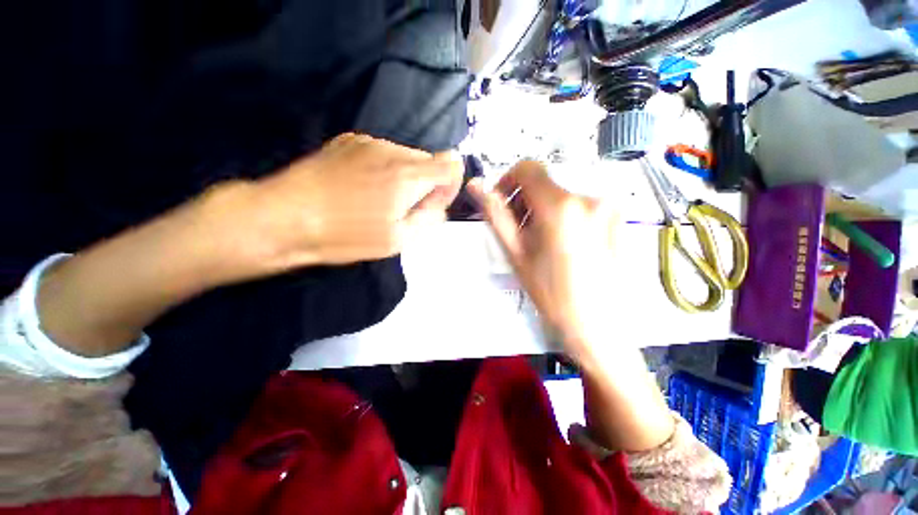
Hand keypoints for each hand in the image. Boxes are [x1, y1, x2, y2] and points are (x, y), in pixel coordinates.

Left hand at [245, 133, 463, 269]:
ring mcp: (367, 142)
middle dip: (428, 184)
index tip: (431, 204)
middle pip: (430, 160)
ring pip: (407, 156)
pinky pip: (384, 152)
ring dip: (406, 177)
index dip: (449, 186)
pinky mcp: (348, 141)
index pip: (451, 165)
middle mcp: (391, 150)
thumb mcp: (398, 240)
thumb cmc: (346, 235)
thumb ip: (429, 218)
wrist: (283, 216)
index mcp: (407, 175)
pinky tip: (364, 187)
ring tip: (380, 199)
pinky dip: (386, 169)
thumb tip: (438, 205)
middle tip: (405, 208)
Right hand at [468, 161, 618, 362]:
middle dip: (526, 200)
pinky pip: (580, 202)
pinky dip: (564, 214)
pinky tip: (562, 242)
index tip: (503, 205)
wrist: (597, 324)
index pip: (528, 168)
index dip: (508, 182)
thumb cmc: (550, 293)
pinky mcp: (617, 215)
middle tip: (520, 231)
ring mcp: (607, 204)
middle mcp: (589, 196)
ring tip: (541, 240)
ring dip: (544, 208)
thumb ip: (496, 215)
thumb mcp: (516, 253)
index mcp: (560, 206)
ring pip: (562, 192)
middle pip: (545, 182)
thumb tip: (475, 185)